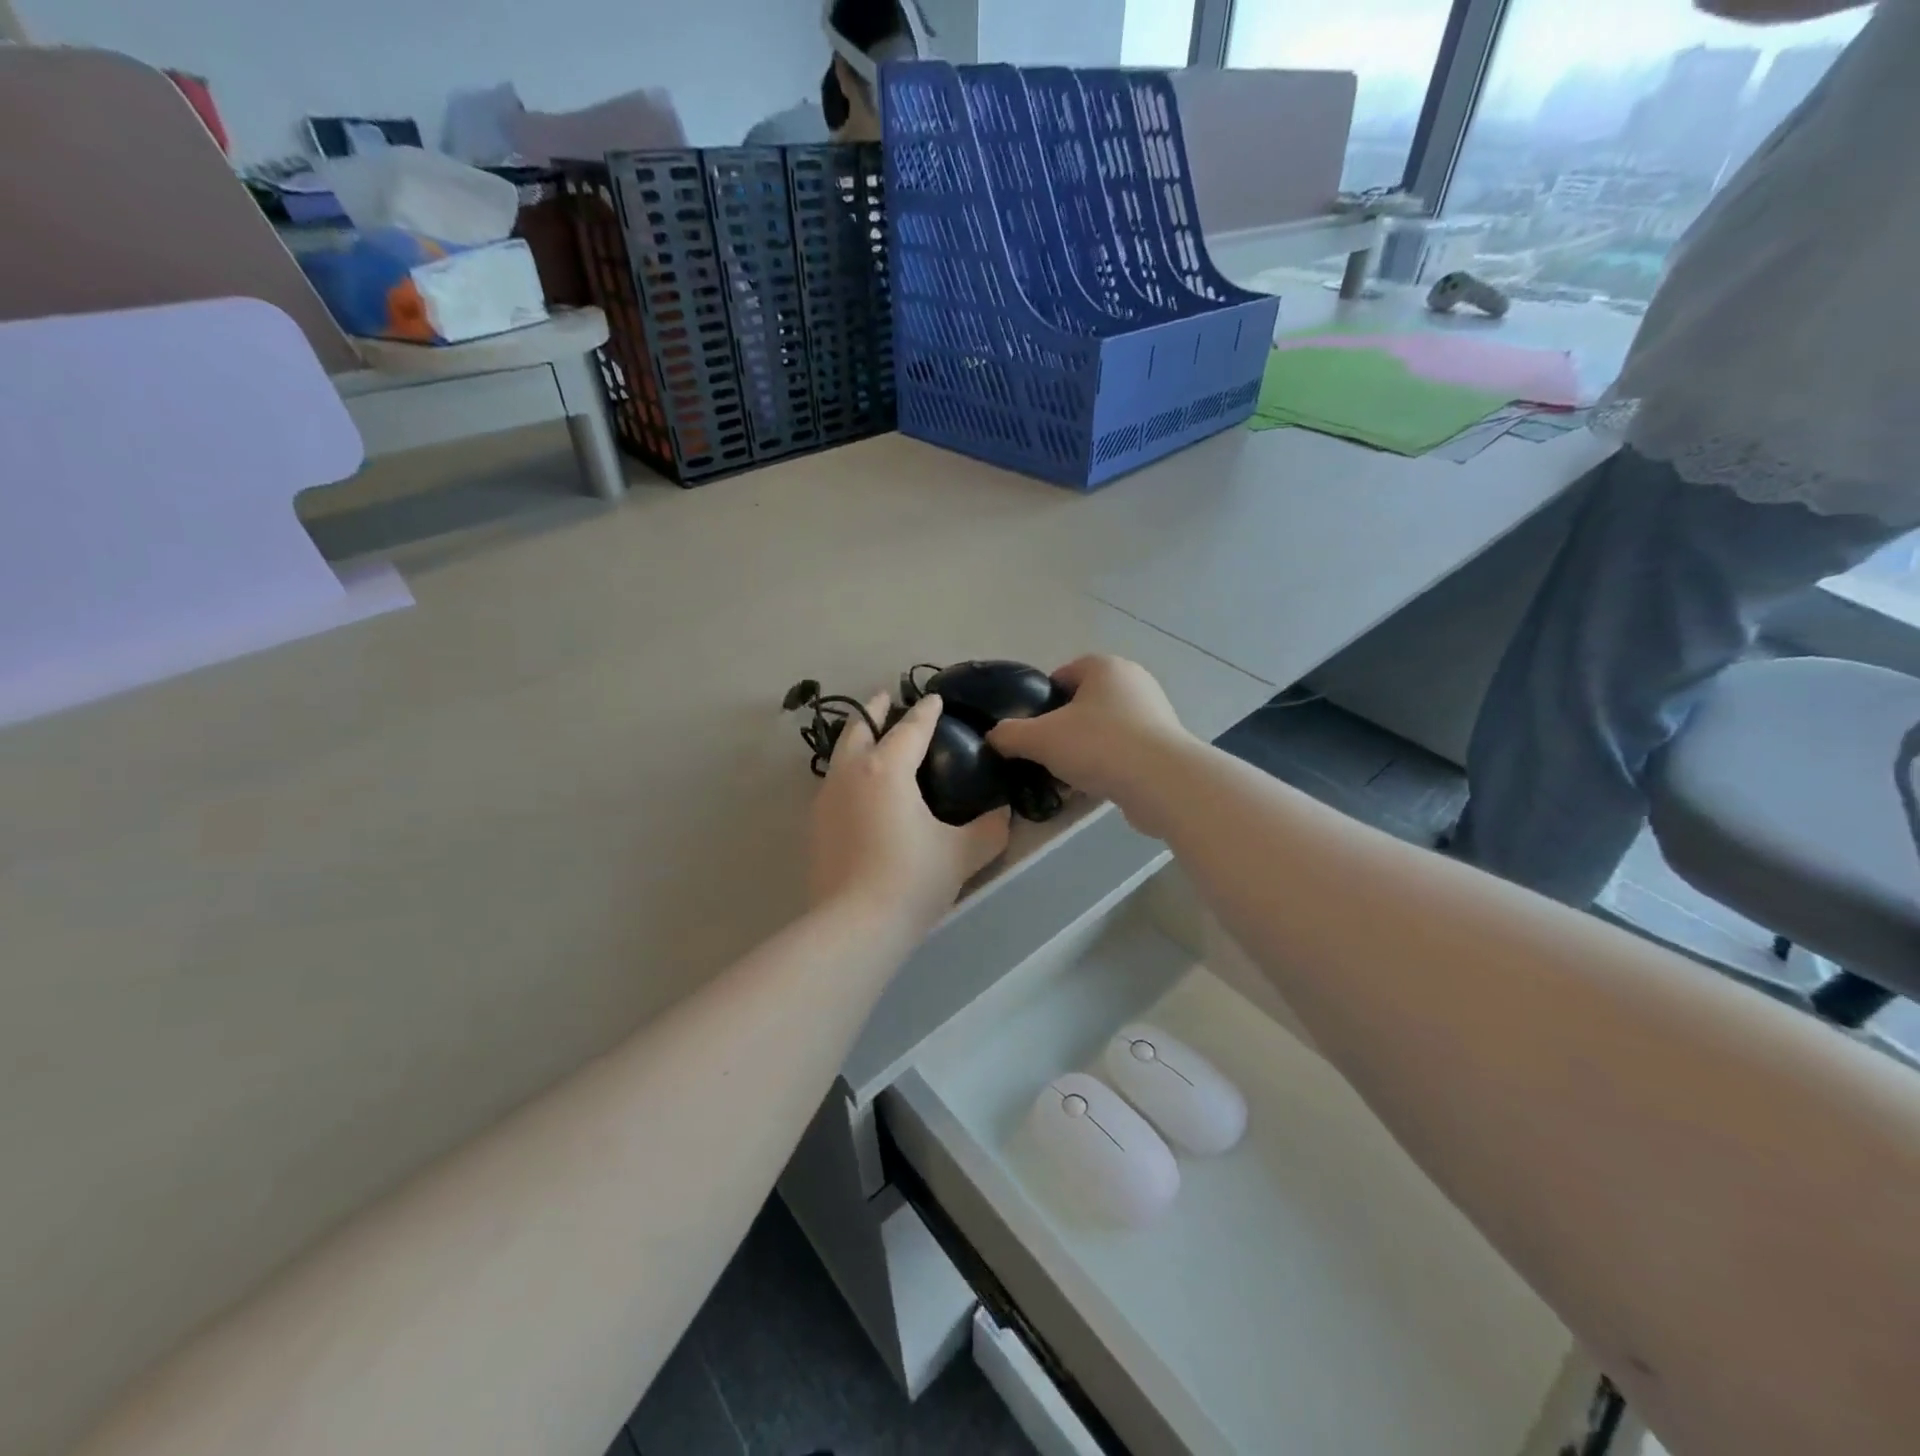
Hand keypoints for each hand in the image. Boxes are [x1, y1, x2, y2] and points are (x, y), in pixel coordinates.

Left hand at [810, 692, 1011, 934]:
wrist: (854, 926)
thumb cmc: (911, 879)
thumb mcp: (962, 854)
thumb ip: (989, 830)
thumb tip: (1003, 816)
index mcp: (887, 770)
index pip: (911, 729)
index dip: (926, 712)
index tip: (934, 699)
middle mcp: (851, 775)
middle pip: (859, 730)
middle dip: (874, 710)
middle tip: (885, 698)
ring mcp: (827, 800)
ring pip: (840, 755)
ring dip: (856, 739)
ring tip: (869, 738)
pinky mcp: (816, 826)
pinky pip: (834, 782)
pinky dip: (848, 770)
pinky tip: (859, 789)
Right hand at [986, 656, 1194, 830]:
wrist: (1162, 782)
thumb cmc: (1098, 745)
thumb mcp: (1040, 738)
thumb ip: (1009, 734)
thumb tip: (994, 737)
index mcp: (1104, 666)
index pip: (1062, 675)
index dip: (1041, 702)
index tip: (1029, 730)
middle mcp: (1132, 682)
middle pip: (1082, 704)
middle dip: (1061, 730)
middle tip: (1044, 756)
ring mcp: (1153, 714)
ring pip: (1102, 730)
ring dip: (1083, 751)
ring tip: (1064, 778)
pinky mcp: (1163, 746)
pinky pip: (1122, 752)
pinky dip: (1106, 766)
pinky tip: (1091, 789)